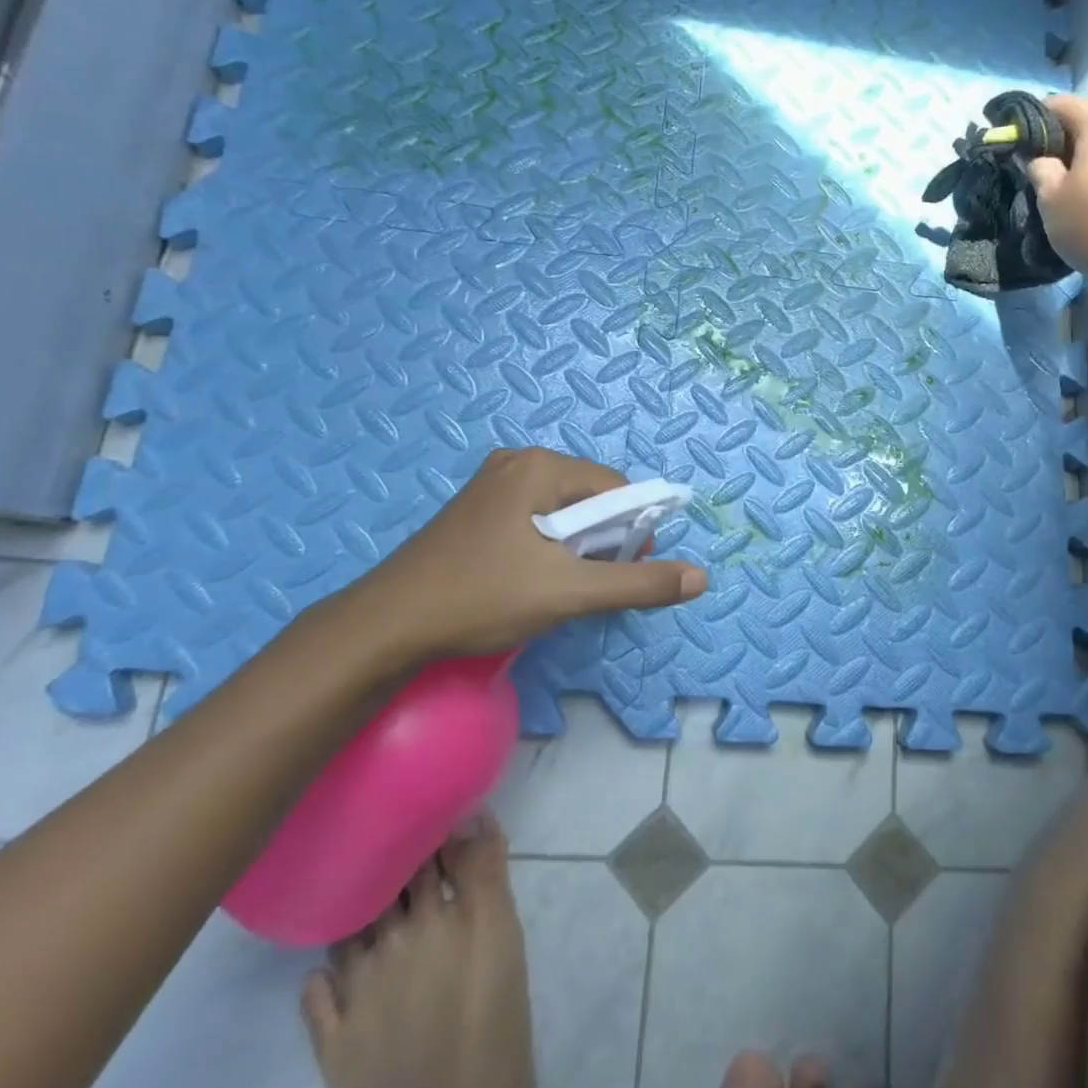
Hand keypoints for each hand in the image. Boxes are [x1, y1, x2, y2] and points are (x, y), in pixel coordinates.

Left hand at [327, 448, 708, 662]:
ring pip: (562, 509)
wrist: (386, 626)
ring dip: (573, 546)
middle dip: (599, 540)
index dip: (630, 530)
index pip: (616, 487)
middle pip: (589, 496)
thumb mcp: (569, 593)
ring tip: (554, 585)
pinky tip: (527, 577)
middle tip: (582, 584)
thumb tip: (701, 577)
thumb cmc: (482, 598)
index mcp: (540, 465)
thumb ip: (638, 583)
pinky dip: (546, 544)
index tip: (621, 570)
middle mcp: (517, 461)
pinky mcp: (476, 508)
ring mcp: (491, 483)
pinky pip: (533, 516)